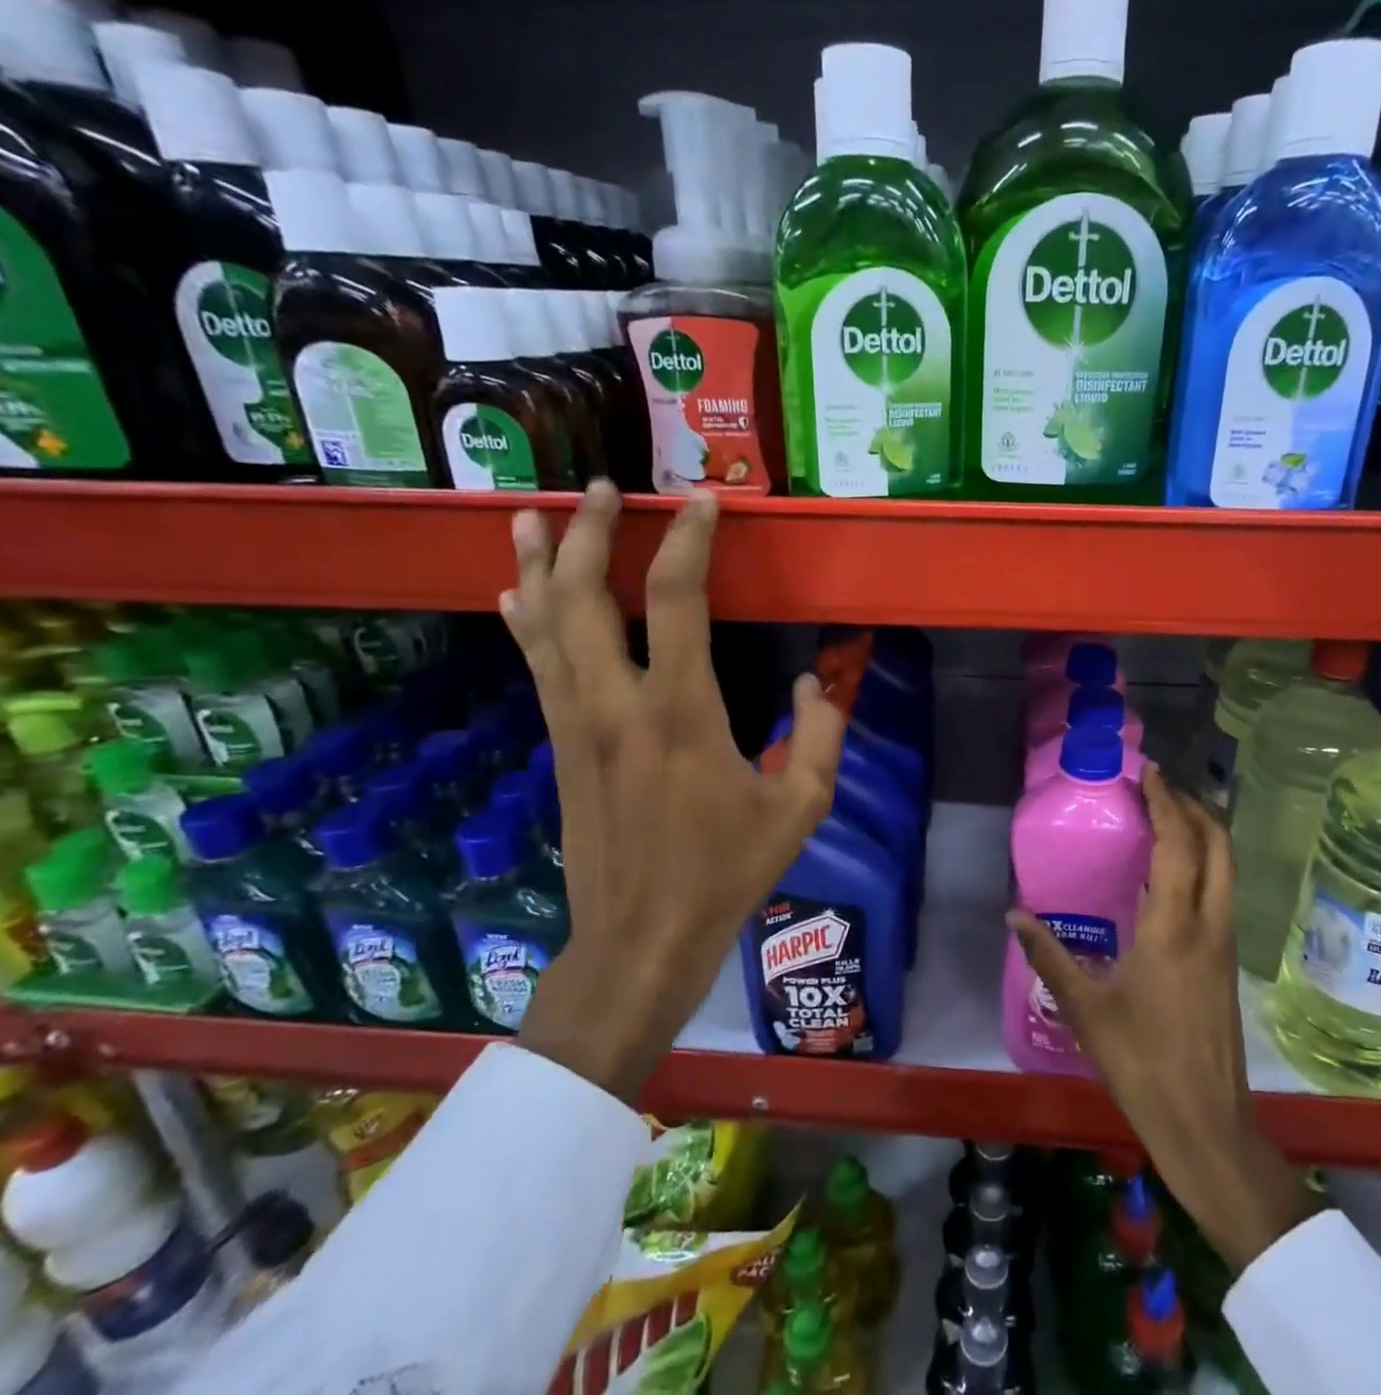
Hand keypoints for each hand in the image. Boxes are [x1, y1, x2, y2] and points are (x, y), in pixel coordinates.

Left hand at [503, 482, 845, 1101]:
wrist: (641, 939)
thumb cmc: (727, 872)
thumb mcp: (802, 809)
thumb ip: (820, 735)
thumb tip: (811, 682)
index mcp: (683, 712)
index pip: (677, 600)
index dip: (688, 541)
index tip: (702, 502)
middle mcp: (618, 704)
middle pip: (585, 595)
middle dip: (587, 532)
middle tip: (599, 489)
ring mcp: (578, 723)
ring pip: (545, 624)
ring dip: (537, 563)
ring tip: (527, 513)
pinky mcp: (560, 745)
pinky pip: (537, 665)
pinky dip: (525, 620)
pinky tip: (513, 592)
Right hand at [1008, 765, 1307, 1272]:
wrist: (1206, 1124)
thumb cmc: (1142, 1062)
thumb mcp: (1085, 1007)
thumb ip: (1048, 954)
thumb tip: (1015, 914)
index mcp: (1174, 927)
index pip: (1179, 845)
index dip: (1167, 803)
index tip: (1151, 773)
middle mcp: (1209, 925)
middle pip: (1218, 847)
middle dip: (1195, 808)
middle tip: (1161, 789)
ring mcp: (1224, 945)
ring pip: (1226, 870)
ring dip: (1204, 835)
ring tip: (1168, 819)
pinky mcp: (1226, 964)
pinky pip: (1220, 894)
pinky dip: (1203, 866)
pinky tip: (1171, 878)